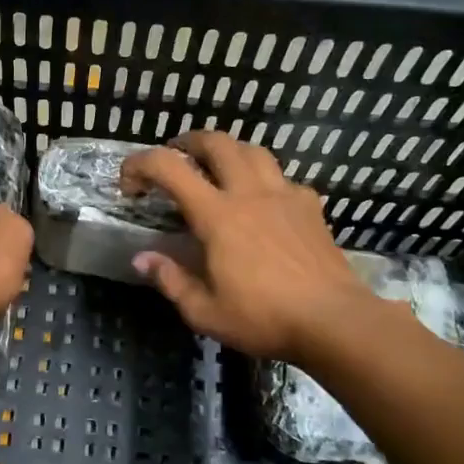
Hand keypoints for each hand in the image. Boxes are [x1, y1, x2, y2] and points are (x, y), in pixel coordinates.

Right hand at [121, 131, 372, 364]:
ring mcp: (284, 195)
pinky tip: (263, 202)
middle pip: (216, 142)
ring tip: (217, 168)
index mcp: (217, 215)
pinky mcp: (311, 207)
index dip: (141, 164)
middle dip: (187, 142)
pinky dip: (264, 180)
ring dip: (228, 151)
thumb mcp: (204, 311)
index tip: (129, 184)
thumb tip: (142, 258)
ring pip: (253, 150)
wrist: (334, 321)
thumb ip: (170, 280)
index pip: (169, 168)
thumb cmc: (263, 318)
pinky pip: (283, 178)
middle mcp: (249, 193)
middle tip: (174, 157)